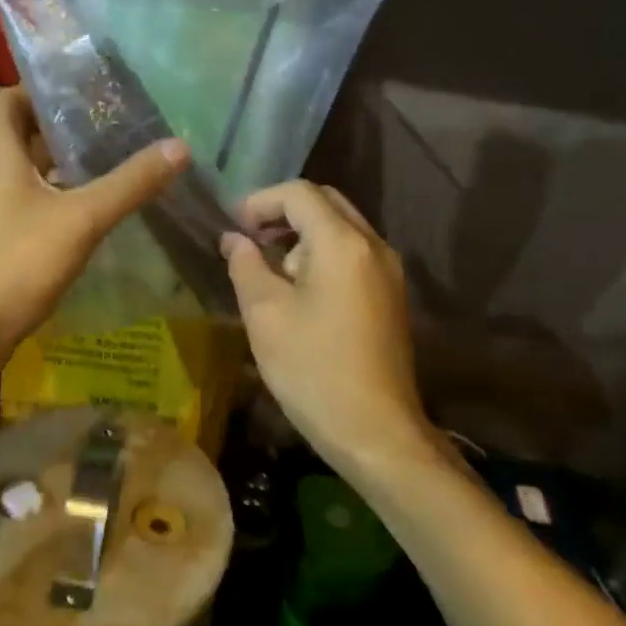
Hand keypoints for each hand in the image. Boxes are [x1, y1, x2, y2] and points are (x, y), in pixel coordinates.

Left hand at [0, 87, 188, 378]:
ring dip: (66, 163)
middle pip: (24, 136)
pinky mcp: (3, 241)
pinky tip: (97, 207)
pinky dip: (63, 197)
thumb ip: (129, 183)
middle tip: (112, 120)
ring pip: (32, 173)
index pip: (8, 101)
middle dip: (63, 125)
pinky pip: (36, 204)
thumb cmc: (16, 263)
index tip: (81, 85)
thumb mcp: (81, 218)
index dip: (37, 87)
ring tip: (114, 157)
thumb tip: (178, 147)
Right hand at [221, 182, 428, 468]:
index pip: (299, 193)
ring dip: (304, 234)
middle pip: (326, 202)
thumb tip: (234, 239)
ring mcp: (388, 271)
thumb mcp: (265, 314)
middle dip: (284, 212)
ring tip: (272, 269)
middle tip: (252, 238)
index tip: (235, 226)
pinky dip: (323, 254)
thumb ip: (246, 265)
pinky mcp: (391, 295)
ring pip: (342, 227)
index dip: (261, 201)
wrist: (376, 431)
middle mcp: (373, 245)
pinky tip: (300, 290)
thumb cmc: (313, 369)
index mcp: (343, 243)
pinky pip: (354, 253)